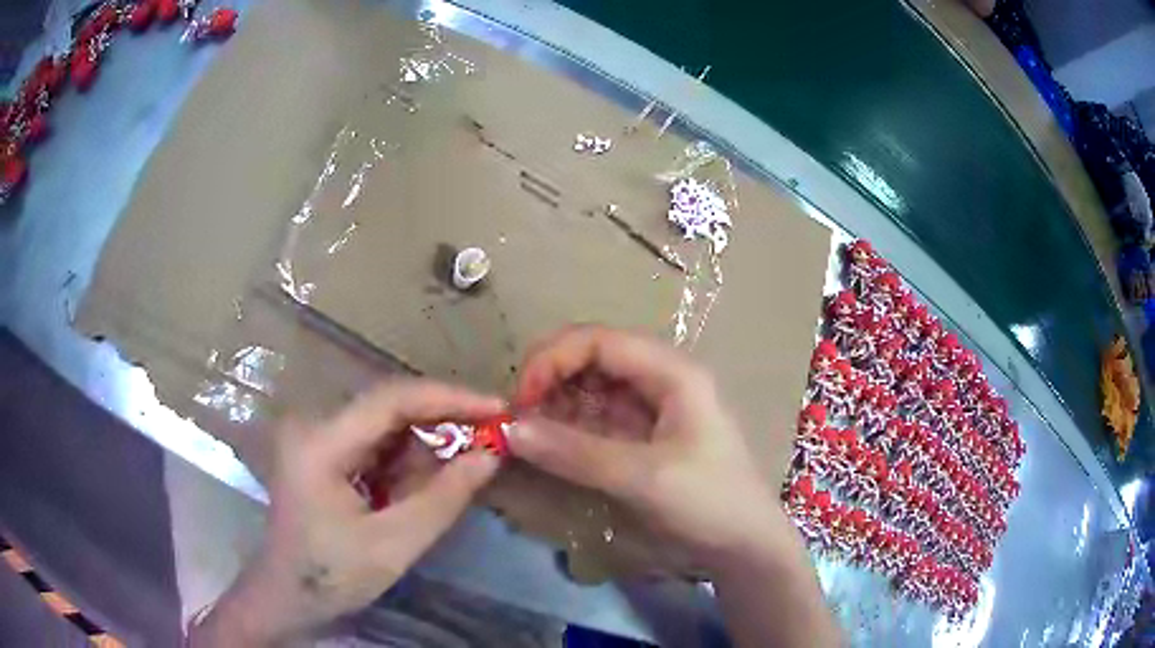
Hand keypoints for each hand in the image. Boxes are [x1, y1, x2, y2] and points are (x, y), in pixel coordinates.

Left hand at [192, 380, 504, 646]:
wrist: (286, 596)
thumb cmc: (331, 576)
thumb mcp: (394, 545)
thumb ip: (443, 498)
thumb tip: (491, 455)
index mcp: (320, 443)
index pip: (391, 399)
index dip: (449, 398)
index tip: (498, 408)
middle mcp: (314, 426)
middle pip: (389, 408)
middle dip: (441, 426)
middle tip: (490, 442)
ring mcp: (316, 437)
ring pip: (386, 426)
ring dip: (423, 451)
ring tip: (445, 485)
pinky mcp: (323, 452)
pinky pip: (375, 444)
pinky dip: (404, 465)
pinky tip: (411, 494)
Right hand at [507, 325, 790, 569]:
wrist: (744, 544)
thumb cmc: (708, 502)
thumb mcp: (644, 478)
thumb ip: (576, 453)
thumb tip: (511, 430)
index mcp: (672, 372)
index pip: (600, 341)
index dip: (553, 359)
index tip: (521, 398)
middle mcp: (660, 379)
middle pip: (593, 357)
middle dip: (551, 378)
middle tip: (518, 415)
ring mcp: (651, 408)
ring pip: (592, 388)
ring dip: (556, 403)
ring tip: (528, 431)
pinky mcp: (643, 436)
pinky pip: (597, 418)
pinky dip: (569, 427)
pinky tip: (549, 444)